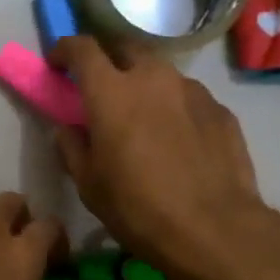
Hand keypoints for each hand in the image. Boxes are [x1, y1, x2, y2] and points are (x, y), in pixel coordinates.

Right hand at [49, 37, 276, 279]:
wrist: (214, 230)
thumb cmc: (138, 208)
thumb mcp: (89, 185)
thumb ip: (72, 147)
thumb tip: (67, 129)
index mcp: (111, 92)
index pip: (82, 49)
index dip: (65, 50)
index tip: (58, 63)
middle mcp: (153, 78)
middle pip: (126, 48)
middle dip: (110, 60)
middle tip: (103, 87)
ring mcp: (192, 90)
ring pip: (161, 73)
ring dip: (146, 85)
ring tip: (144, 117)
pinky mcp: (221, 110)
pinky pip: (189, 99)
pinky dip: (175, 108)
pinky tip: (178, 140)